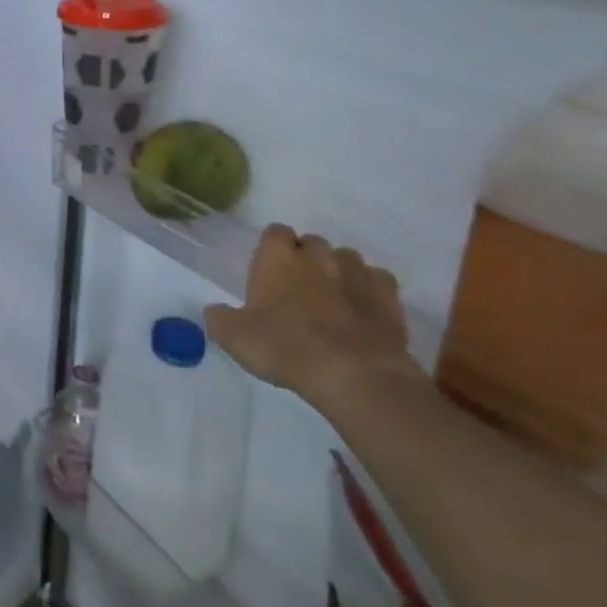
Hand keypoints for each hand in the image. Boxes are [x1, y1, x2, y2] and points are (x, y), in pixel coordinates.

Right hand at [205, 225, 416, 405]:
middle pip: (311, 243)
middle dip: (306, 258)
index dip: (272, 248)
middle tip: (297, 288)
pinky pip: (377, 280)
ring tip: (332, 299)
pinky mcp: (389, 297)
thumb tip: (216, 311)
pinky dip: (370, 289)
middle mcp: (317, 256)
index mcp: (276, 257)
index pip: (274, 231)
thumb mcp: (233, 337)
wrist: (354, 374)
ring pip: (346, 258)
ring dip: (338, 271)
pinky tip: (363, 309)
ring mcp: (357, 273)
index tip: (269, 269)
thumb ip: (219, 318)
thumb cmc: (284, 346)